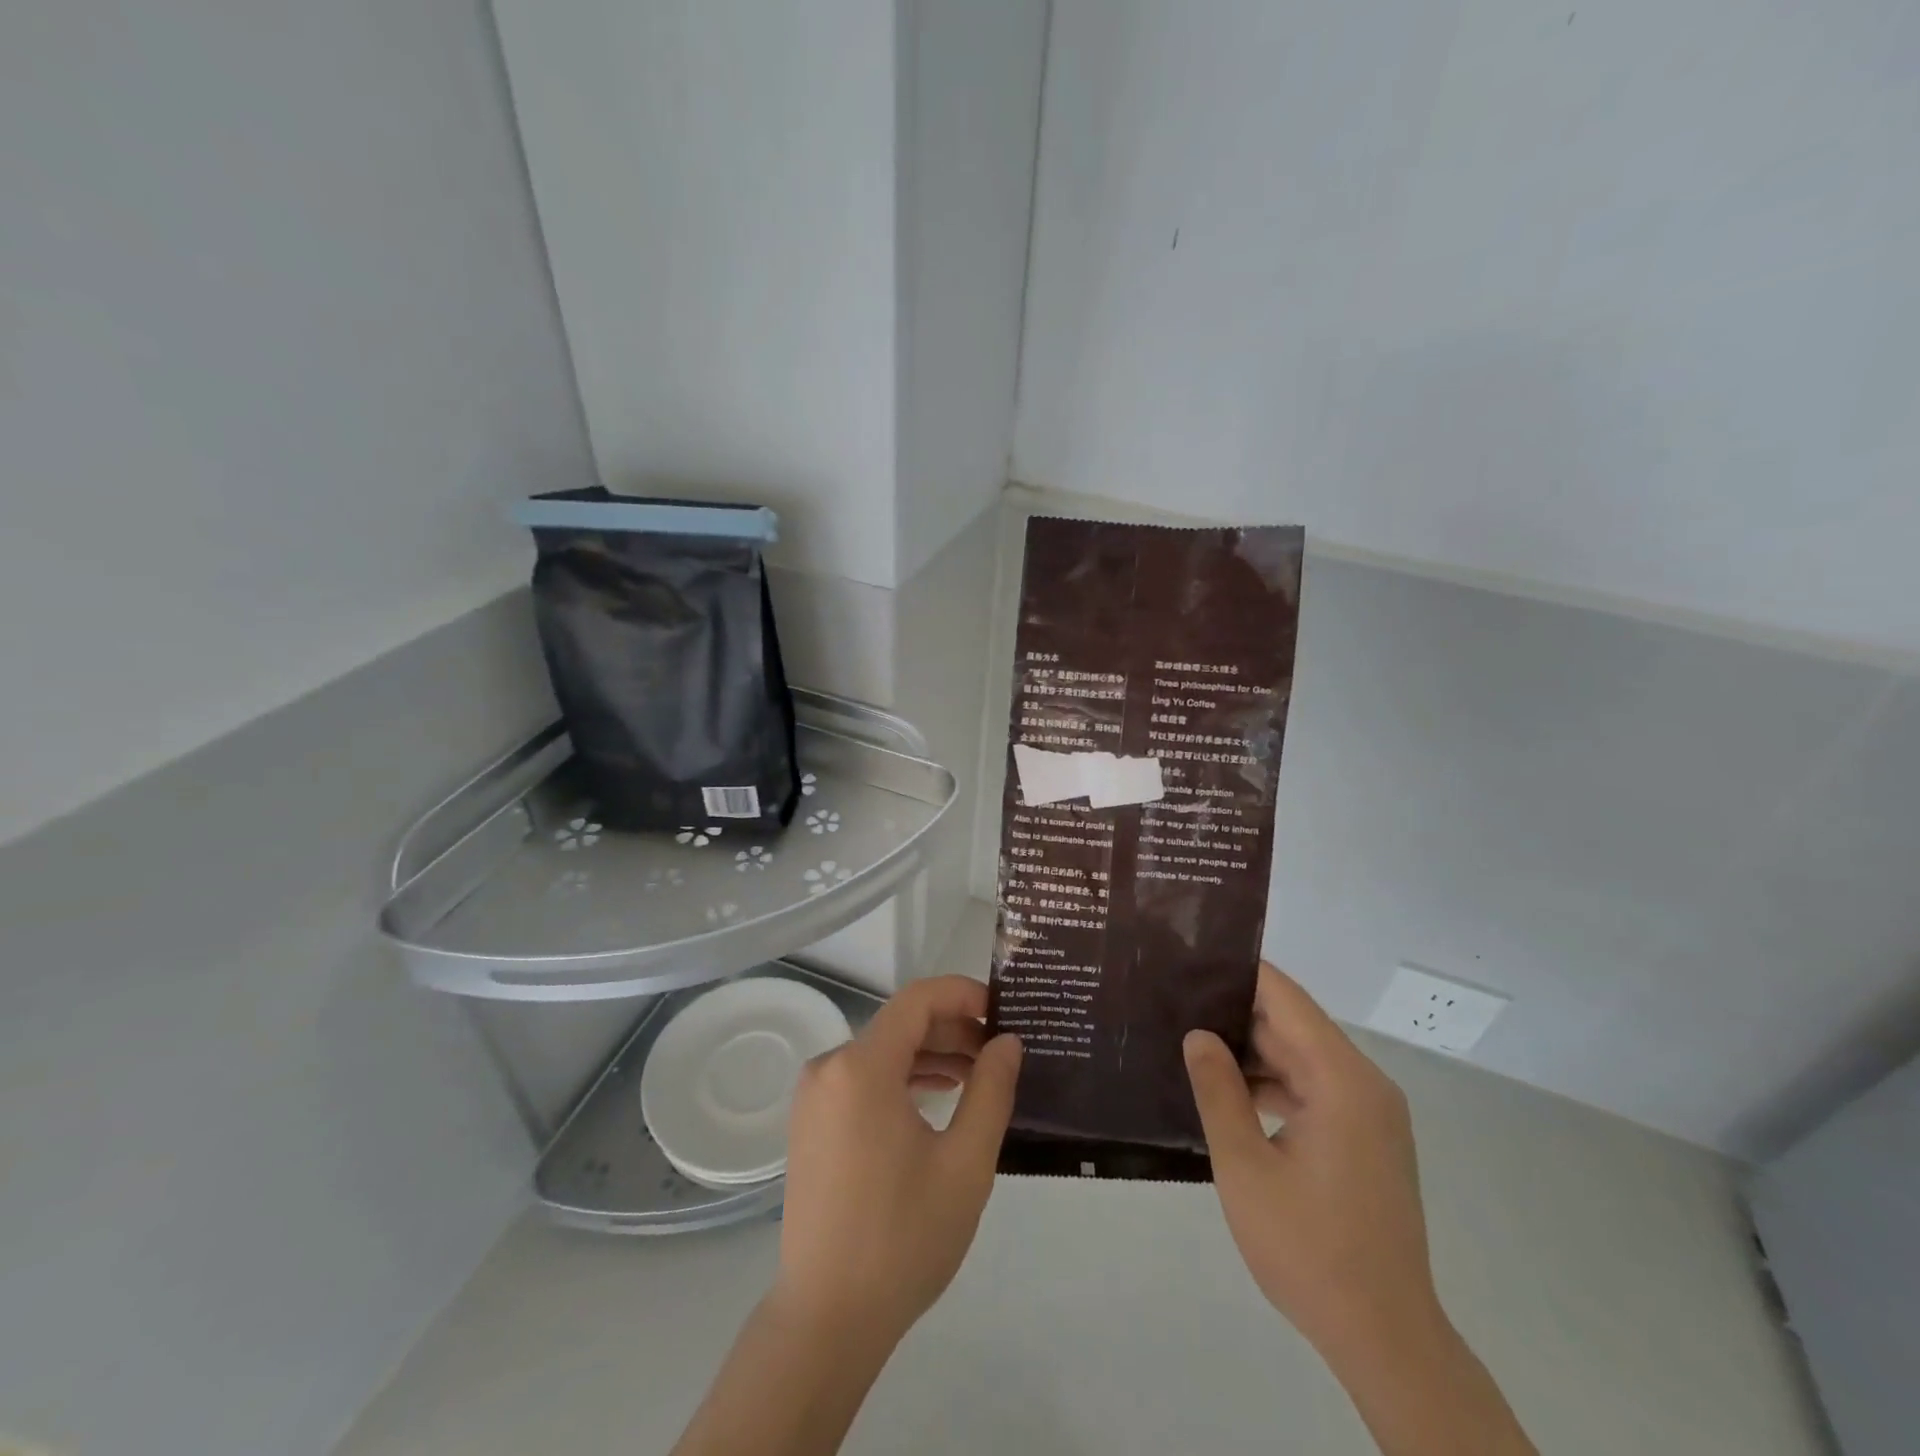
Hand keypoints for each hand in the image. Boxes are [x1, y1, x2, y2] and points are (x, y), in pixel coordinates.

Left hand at [773, 975, 1021, 1348]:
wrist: (827, 1319)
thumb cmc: (903, 1238)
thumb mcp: (965, 1163)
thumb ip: (991, 1090)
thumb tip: (1007, 1042)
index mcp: (861, 1067)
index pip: (917, 999)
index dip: (963, 994)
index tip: (1003, 1012)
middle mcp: (829, 1067)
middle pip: (900, 1024)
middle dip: (953, 1028)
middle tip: (1000, 1050)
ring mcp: (814, 1095)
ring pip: (882, 1051)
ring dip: (931, 1054)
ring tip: (979, 1074)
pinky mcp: (811, 1122)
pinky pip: (863, 1078)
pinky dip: (902, 1078)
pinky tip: (939, 1097)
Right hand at [1183, 962, 1438, 1361]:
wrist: (1385, 1339)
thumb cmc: (1309, 1248)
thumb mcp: (1245, 1166)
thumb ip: (1218, 1090)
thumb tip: (1198, 1034)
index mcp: (1342, 1080)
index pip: (1285, 998)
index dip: (1238, 973)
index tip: (1190, 961)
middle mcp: (1364, 1085)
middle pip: (1294, 1026)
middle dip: (1236, 1013)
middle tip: (1175, 1002)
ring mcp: (1369, 1114)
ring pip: (1301, 1059)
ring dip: (1251, 1052)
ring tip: (1189, 1040)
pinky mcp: (1365, 1140)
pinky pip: (1313, 1090)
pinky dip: (1273, 1085)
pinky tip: (1226, 1091)